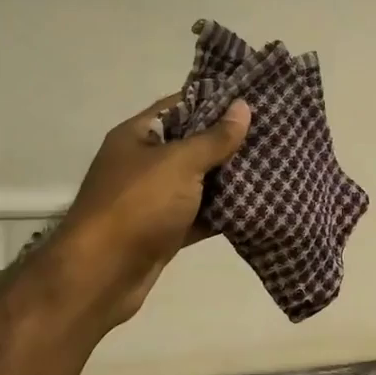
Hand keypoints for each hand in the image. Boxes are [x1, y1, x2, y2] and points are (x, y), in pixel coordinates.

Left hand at [52, 94, 251, 327]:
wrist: (101, 275)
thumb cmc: (137, 206)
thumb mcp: (179, 163)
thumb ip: (214, 138)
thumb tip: (243, 107)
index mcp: (137, 136)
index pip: (179, 106)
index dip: (214, 100)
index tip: (253, 99)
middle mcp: (143, 164)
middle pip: (191, 145)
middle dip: (228, 141)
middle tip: (273, 134)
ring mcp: (153, 200)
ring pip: (198, 183)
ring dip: (229, 179)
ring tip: (274, 166)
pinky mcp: (164, 232)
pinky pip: (199, 216)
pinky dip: (222, 213)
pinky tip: (257, 206)